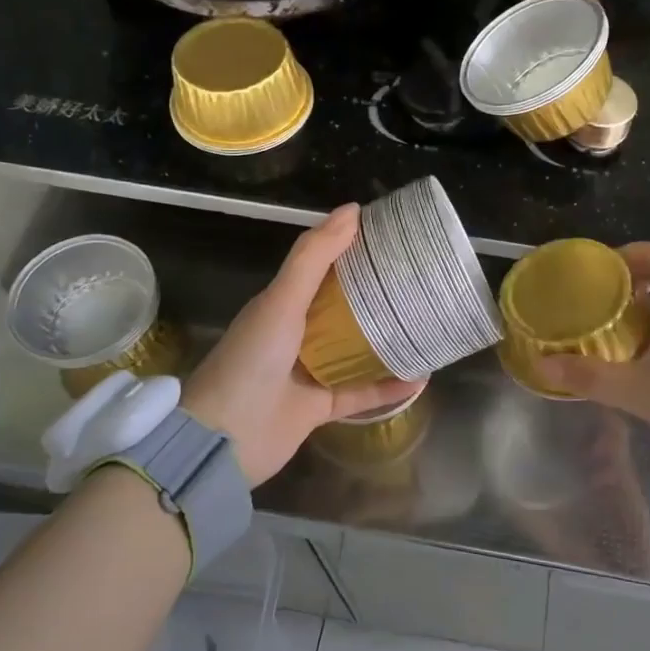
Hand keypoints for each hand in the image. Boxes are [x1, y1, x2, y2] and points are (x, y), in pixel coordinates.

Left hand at [182, 205, 421, 484]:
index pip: (321, 268)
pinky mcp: (319, 407)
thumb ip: (314, 257)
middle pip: (343, 307)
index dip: (352, 249)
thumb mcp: (281, 301)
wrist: (224, 439)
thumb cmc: (251, 360)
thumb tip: (352, 210)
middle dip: (376, 294)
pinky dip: (388, 387)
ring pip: (355, 350)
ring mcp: (307, 372)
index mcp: (281, 304)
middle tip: (418, 279)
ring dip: (386, 340)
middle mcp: (295, 334)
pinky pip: (361, 393)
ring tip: (425, 325)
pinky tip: (420, 378)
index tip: (391, 235)